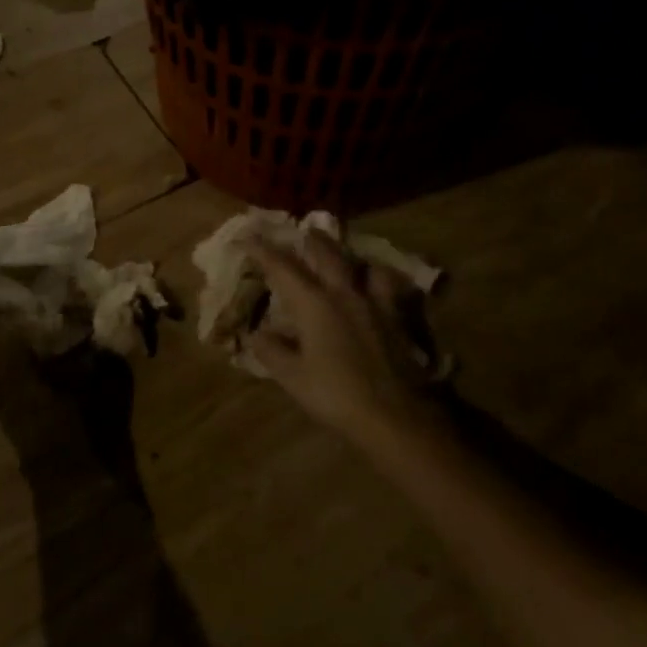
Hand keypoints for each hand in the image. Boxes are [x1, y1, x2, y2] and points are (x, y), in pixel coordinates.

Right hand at [244, 231, 431, 442]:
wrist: (397, 416)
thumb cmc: (337, 395)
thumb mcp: (293, 378)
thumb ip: (272, 352)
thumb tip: (254, 333)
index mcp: (314, 304)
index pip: (282, 267)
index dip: (263, 250)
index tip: (248, 237)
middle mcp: (345, 293)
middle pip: (327, 254)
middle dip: (311, 240)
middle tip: (303, 231)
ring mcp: (376, 304)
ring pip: (363, 265)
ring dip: (349, 255)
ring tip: (344, 256)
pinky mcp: (399, 319)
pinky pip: (388, 288)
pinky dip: (379, 280)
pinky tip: (377, 288)